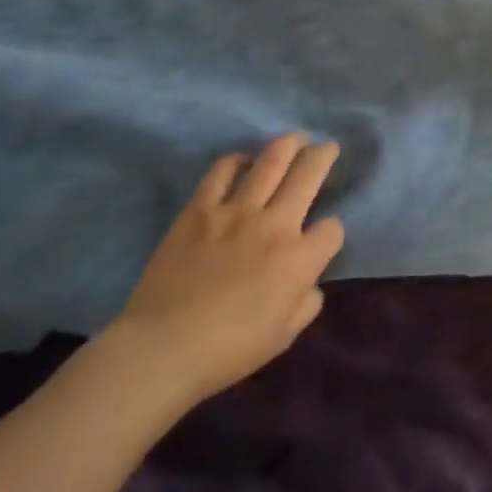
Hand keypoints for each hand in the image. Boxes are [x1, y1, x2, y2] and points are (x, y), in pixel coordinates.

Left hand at [108, 134, 345, 409]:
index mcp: (299, 259)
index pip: (332, 228)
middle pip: (309, 172)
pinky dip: (237, 161)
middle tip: (327, 148)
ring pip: (271, 160)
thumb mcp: (284, 336)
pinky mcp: (199, 210)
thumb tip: (308, 281)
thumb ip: (307, 302)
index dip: (331, 232)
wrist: (159, 351)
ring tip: (295, 140)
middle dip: (324, 156)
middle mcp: (275, 224)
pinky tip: (242, 162)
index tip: (322, 239)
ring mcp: (235, 212)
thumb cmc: (227, 350)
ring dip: (289, 144)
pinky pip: (222, 172)